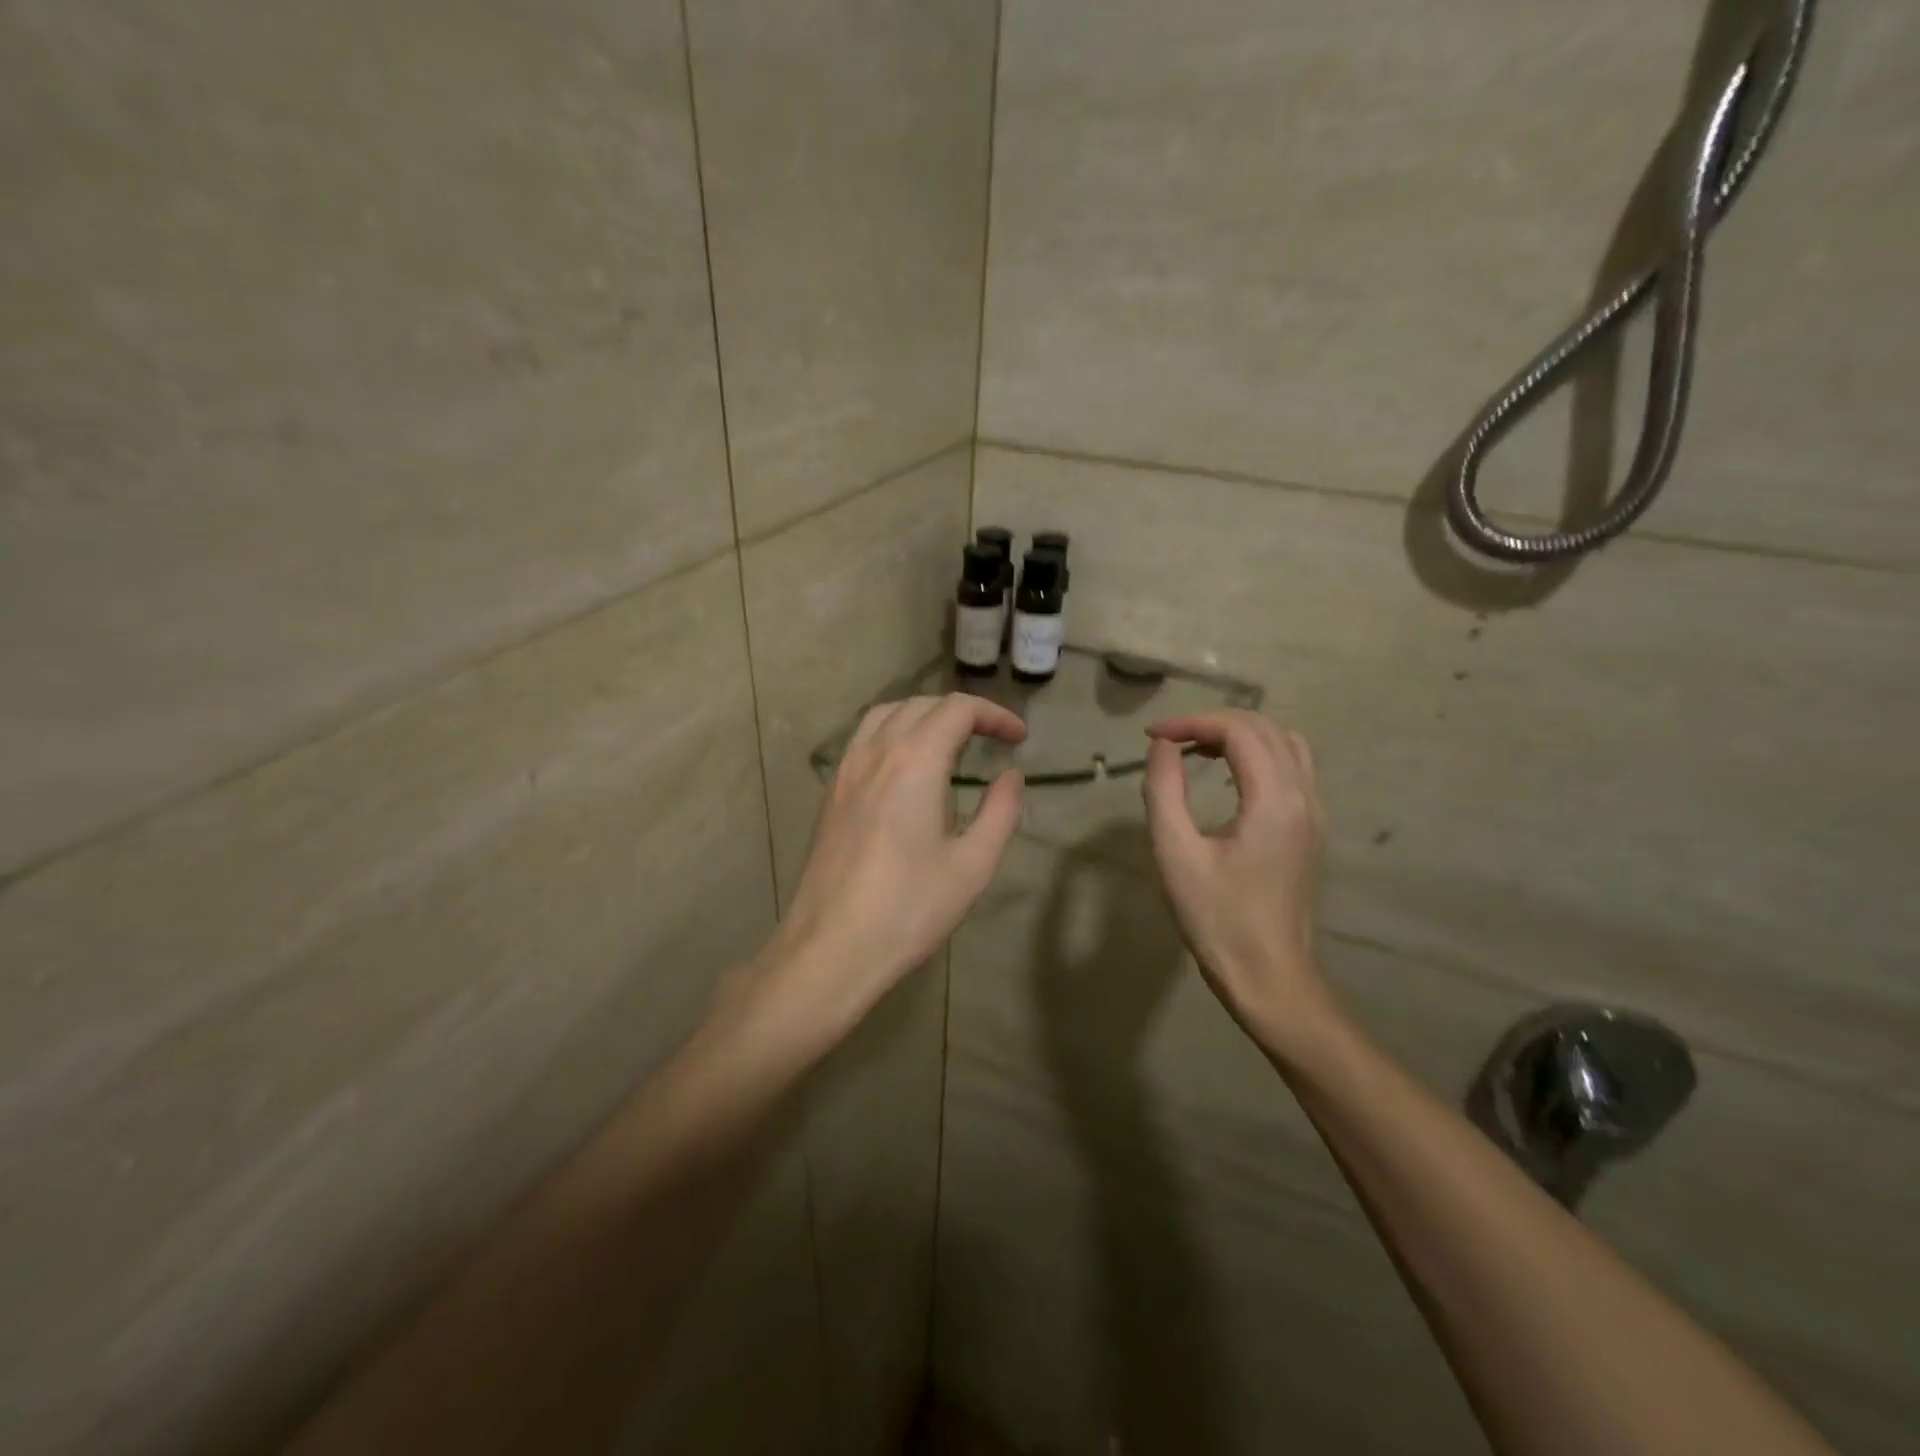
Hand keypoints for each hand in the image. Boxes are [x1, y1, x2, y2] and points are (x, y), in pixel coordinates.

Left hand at [770, 694, 1025, 1024]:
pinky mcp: (831, 792)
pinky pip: (864, 738)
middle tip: (993, 739)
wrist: (832, 947)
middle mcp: (876, 752)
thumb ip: (1000, 812)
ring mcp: (846, 770)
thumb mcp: (972, 865)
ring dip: (924, 715)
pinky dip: (894, 731)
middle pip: (921, 705)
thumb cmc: (909, 909)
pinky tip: (907, 767)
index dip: (994, 714)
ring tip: (951, 742)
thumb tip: (1011, 776)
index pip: (957, 710)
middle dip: (962, 712)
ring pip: (886, 714)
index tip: (1019, 737)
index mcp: (914, 761)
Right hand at [1142, 711, 1330, 1033]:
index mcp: (1274, 800)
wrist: (1268, 975)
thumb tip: (1162, 746)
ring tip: (1194, 750)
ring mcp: (1313, 812)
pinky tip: (1225, 774)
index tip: (1152, 736)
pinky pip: (1290, 767)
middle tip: (1168, 741)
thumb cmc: (1217, 918)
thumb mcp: (1175, 853)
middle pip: (1264, 728)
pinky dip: (1256, 754)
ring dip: (1238, 735)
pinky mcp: (1310, 828)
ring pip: (1283, 743)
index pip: (1239, 731)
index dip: (1192, 722)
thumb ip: (1165, 790)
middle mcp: (1303, 796)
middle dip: (1213, 723)